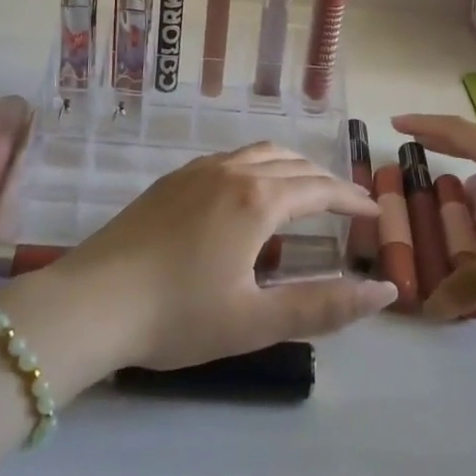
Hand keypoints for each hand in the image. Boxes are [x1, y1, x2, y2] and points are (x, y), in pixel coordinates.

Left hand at [47, 142, 395, 372]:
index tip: (374, 212)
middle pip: (292, 164)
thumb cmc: (178, 315)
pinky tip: (247, 192)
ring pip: (258, 154)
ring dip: (291, 167)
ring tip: (305, 191)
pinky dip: (257, 167)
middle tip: (345, 206)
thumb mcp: (256, 321)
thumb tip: (384, 290)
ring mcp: (196, 172)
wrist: (91, 302)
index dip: (352, 199)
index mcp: (257, 200)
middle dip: (325, 181)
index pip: (319, 189)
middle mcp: (231, 172)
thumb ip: (324, 306)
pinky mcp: (170, 181)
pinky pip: (228, 159)